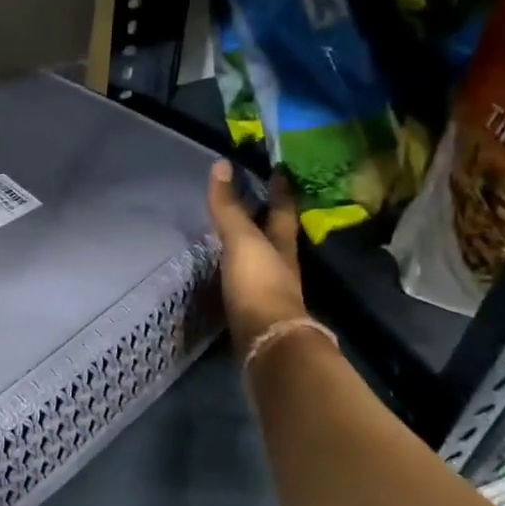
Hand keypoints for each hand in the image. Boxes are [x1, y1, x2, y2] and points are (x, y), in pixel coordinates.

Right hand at [206, 160, 308, 350]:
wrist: (266, 340)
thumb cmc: (259, 283)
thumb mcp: (242, 240)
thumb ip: (229, 207)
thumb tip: (221, 164)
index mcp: (282, 243)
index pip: (283, 209)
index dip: (280, 189)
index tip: (278, 169)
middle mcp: (281, 264)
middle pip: (276, 234)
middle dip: (267, 216)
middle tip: (253, 196)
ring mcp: (269, 290)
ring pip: (263, 258)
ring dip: (253, 244)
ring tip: (234, 231)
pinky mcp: (254, 311)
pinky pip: (247, 280)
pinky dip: (238, 269)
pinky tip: (225, 269)